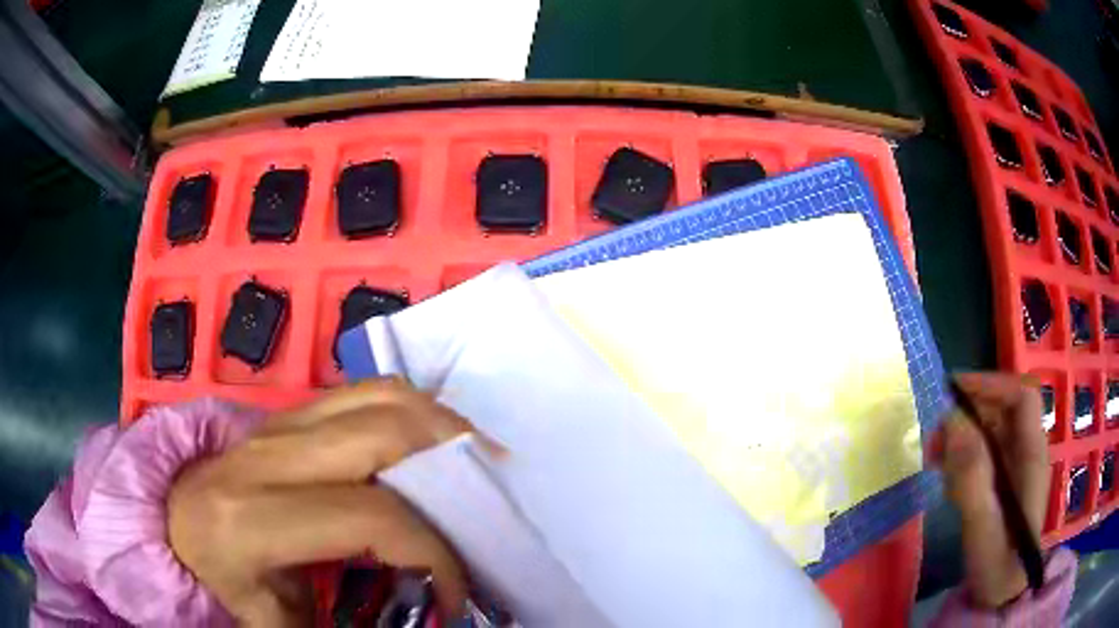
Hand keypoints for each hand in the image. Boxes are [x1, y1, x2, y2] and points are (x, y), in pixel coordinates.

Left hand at [168, 377, 470, 625]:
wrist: (168, 524)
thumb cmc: (217, 580)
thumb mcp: (274, 622)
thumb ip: (342, 624)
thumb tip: (423, 620)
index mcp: (250, 520)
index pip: (371, 518)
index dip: (433, 555)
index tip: (453, 592)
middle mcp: (262, 457)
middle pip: (382, 432)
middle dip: (452, 464)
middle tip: (490, 502)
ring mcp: (274, 424)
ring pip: (377, 394)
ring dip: (438, 424)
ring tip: (472, 464)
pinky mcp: (285, 415)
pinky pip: (361, 391)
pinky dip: (410, 410)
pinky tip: (430, 443)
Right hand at [927, 372, 1049, 608]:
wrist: (1003, 595)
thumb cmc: (998, 565)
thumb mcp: (983, 527)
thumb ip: (972, 477)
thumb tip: (952, 421)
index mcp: (1032, 455)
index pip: (1021, 396)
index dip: (990, 384)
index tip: (953, 392)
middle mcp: (1027, 451)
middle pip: (1002, 410)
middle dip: (967, 414)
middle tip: (933, 438)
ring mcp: (1016, 467)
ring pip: (991, 430)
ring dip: (961, 436)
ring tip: (934, 461)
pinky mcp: (1004, 482)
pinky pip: (984, 453)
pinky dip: (963, 457)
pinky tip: (947, 479)